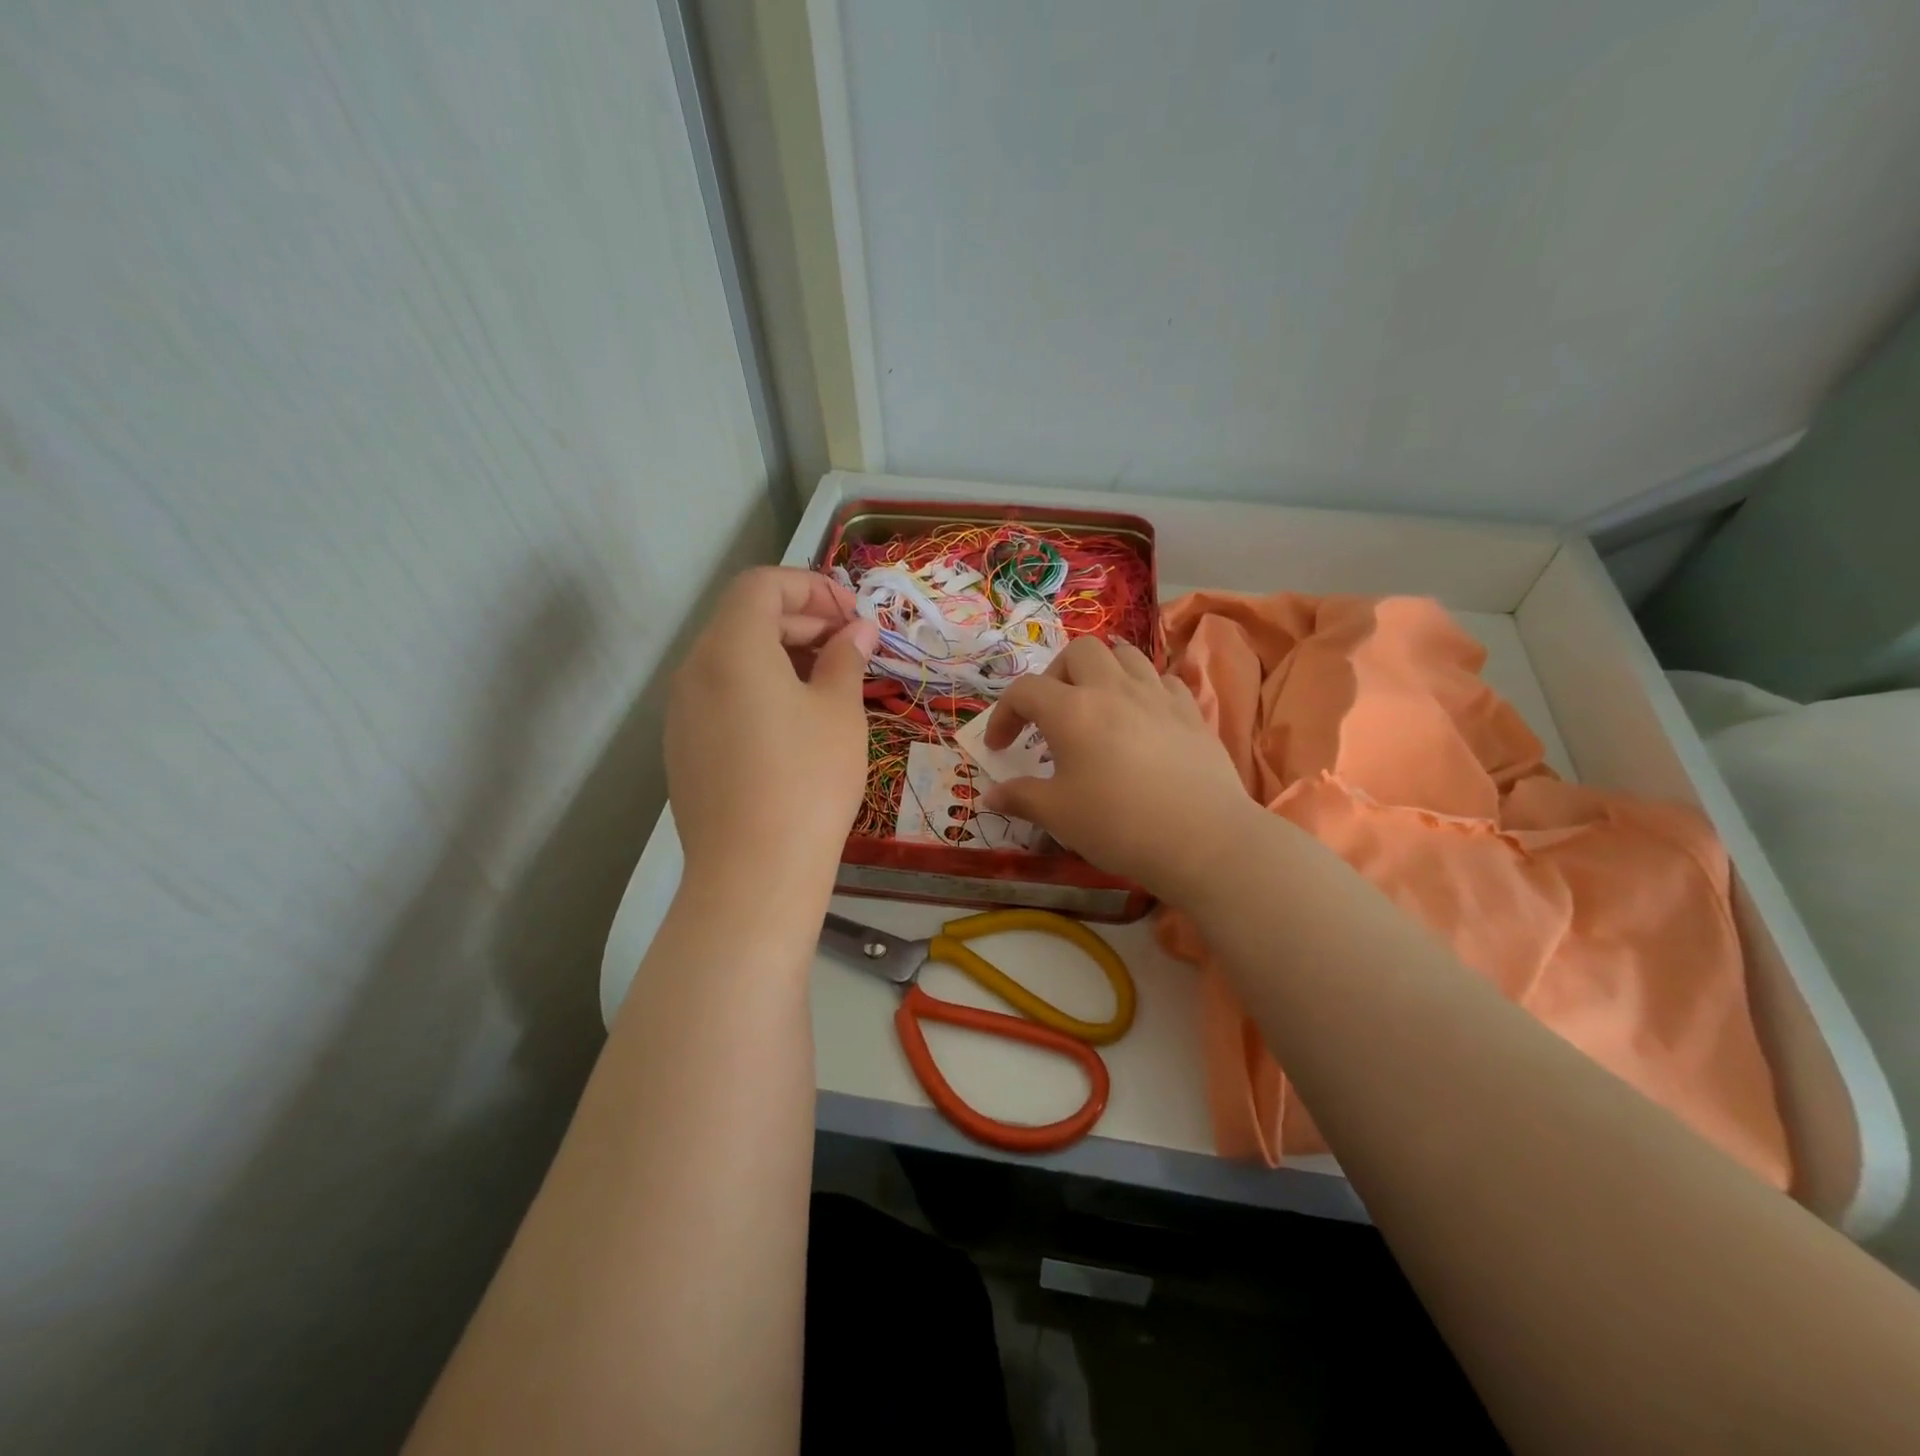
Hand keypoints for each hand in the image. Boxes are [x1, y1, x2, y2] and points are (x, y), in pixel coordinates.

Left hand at [666, 567, 877, 896]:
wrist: (753, 874)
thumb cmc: (808, 780)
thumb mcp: (839, 712)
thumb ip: (846, 658)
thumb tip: (857, 631)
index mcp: (731, 647)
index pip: (763, 584)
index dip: (813, 587)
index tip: (854, 617)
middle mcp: (694, 669)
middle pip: (744, 617)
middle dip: (802, 620)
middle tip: (851, 648)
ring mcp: (682, 712)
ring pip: (731, 658)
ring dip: (781, 654)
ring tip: (828, 684)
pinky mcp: (683, 748)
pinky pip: (721, 695)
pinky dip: (758, 688)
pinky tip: (793, 724)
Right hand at [982, 636, 1260, 905]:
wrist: (1203, 839)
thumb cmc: (1119, 825)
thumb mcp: (1059, 816)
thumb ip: (1021, 798)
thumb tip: (991, 795)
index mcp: (1072, 711)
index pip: (1025, 691)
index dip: (1004, 714)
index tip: (999, 747)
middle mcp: (1113, 689)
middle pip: (1078, 651)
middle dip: (1056, 675)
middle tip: (1052, 713)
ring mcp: (1157, 696)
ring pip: (1125, 654)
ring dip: (1102, 670)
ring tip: (1097, 704)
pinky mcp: (1191, 711)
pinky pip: (1162, 680)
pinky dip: (1144, 688)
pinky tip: (1142, 717)